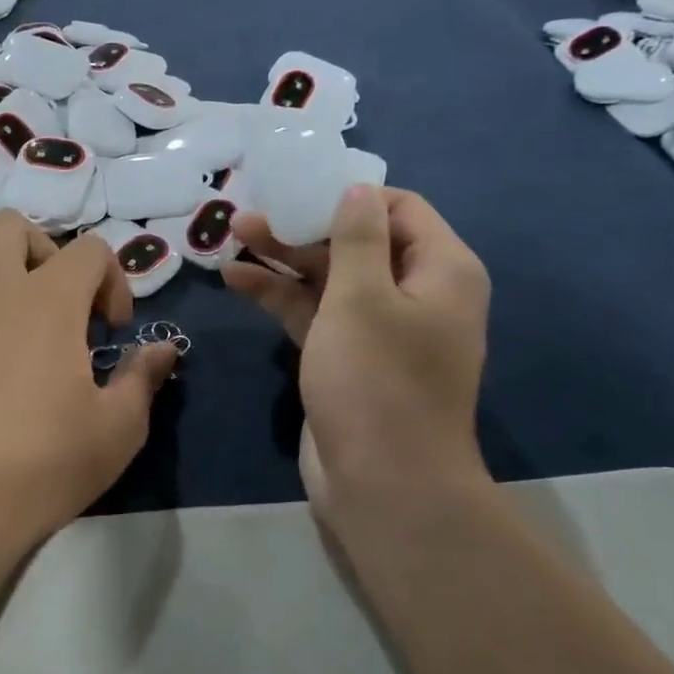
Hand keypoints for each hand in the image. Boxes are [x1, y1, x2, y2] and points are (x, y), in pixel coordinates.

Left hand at [0, 211, 178, 563]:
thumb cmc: (44, 465)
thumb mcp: (117, 428)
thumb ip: (143, 377)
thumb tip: (165, 349)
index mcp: (49, 301)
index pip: (90, 249)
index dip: (112, 281)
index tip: (111, 331)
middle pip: (16, 226)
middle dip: (49, 253)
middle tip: (61, 305)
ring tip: (11, 304)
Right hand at [223, 185, 490, 522]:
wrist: (384, 484)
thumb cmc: (377, 381)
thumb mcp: (362, 297)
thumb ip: (357, 237)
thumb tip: (357, 188)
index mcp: (440, 270)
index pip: (399, 209)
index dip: (348, 194)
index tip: (297, 188)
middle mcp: (415, 293)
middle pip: (357, 242)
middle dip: (303, 227)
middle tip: (248, 216)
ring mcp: (379, 329)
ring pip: (330, 279)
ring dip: (285, 259)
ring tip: (232, 239)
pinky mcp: (348, 358)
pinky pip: (316, 314)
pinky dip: (281, 296)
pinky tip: (237, 280)